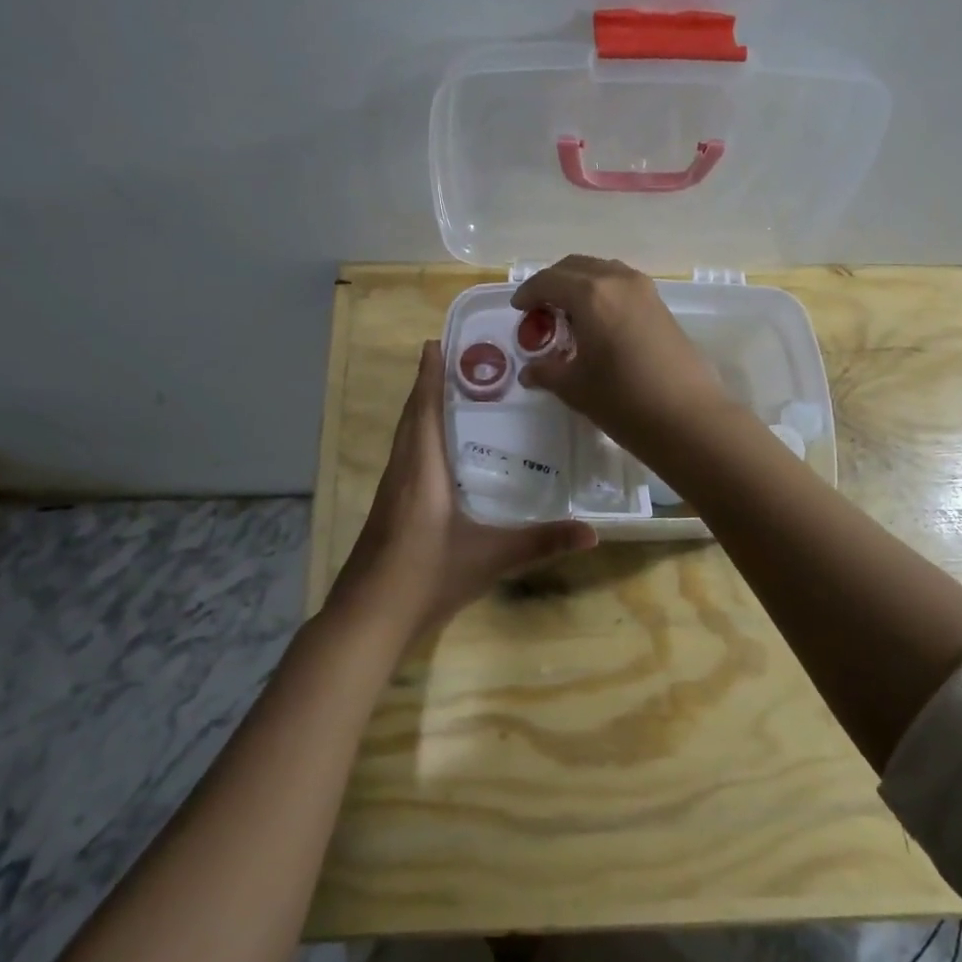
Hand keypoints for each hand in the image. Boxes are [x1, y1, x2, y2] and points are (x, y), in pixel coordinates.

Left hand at [327, 341, 595, 646]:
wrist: (368, 619)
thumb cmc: (426, 577)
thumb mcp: (490, 558)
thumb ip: (540, 542)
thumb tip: (593, 532)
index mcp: (421, 469)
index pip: (425, 409)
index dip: (429, 375)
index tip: (435, 342)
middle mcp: (402, 472)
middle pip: (412, 417)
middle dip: (428, 385)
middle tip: (456, 361)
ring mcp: (391, 492)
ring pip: (405, 438)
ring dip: (422, 411)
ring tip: (450, 396)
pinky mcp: (388, 511)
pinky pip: (405, 458)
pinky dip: (419, 439)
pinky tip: (438, 454)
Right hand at [511, 256, 725, 448]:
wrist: (688, 418)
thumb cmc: (623, 400)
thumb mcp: (576, 388)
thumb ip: (548, 371)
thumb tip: (530, 371)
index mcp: (590, 294)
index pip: (548, 280)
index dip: (528, 293)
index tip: (518, 310)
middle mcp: (617, 281)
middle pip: (575, 267)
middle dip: (552, 283)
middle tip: (540, 310)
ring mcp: (644, 290)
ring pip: (601, 271)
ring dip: (579, 284)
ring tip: (569, 315)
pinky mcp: (661, 305)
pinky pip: (621, 284)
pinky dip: (602, 292)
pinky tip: (598, 323)